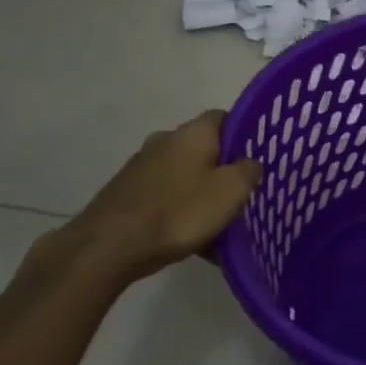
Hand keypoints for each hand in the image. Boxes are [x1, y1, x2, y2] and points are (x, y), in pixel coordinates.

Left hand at [48, 110, 261, 286]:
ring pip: (186, 178)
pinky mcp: (128, 194)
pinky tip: (193, 244)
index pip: (224, 118)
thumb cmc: (178, 212)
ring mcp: (142, 168)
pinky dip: (182, 215)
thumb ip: (248, 171)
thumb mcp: (230, 190)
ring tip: (220, 232)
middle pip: (205, 151)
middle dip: (224, 174)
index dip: (243, 135)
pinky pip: (167, 199)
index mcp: (192, 133)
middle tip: (242, 199)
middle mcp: (165, 141)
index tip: (256, 159)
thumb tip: (249, 163)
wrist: (109, 246)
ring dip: (203, 198)